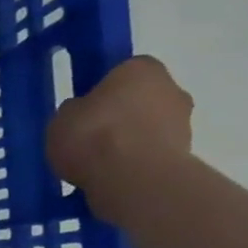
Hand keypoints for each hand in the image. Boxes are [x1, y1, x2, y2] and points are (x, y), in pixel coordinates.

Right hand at [46, 55, 194, 224]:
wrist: (134, 179)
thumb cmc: (94, 136)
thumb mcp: (61, 118)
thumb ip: (74, 111)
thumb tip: (82, 114)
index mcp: (140, 68)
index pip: (122, 72)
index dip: (102, 91)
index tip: (85, 110)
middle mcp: (171, 88)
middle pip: (141, 100)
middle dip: (121, 116)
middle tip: (91, 138)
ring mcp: (184, 123)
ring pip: (149, 128)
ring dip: (130, 141)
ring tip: (99, 164)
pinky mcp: (186, 155)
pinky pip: (152, 154)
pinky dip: (137, 163)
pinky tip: (113, 177)